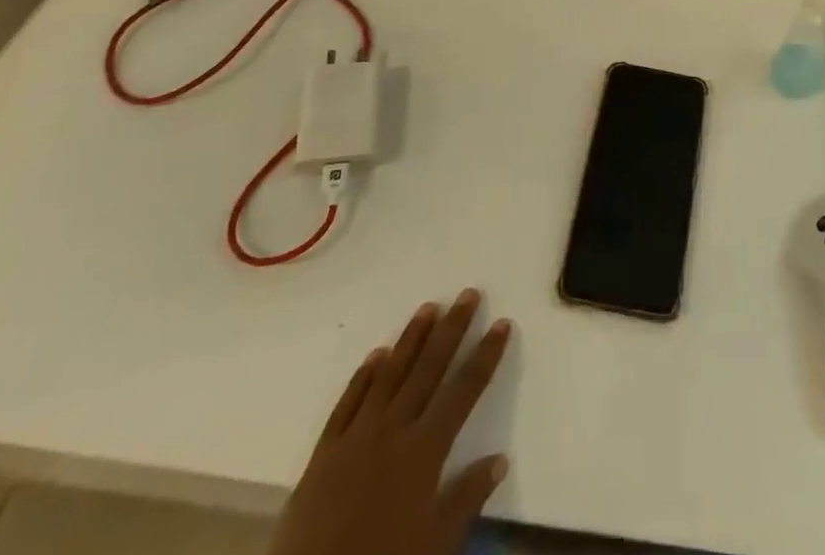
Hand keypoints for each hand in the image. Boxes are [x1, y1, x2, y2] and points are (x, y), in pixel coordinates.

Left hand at [271, 290, 512, 554]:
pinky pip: (346, 403)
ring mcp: (355, 437)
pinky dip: (363, 376)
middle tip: (467, 294)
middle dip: (452, 329)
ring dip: (411, 339)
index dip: (485, 355)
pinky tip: (376, 355)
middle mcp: (393, 431)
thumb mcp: (434, 544)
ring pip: (389, 375)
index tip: (501, 323)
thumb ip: (466, 498)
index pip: (464, 390)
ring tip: (428, 307)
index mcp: (424, 450)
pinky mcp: (323, 452)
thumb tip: (500, 458)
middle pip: (428, 369)